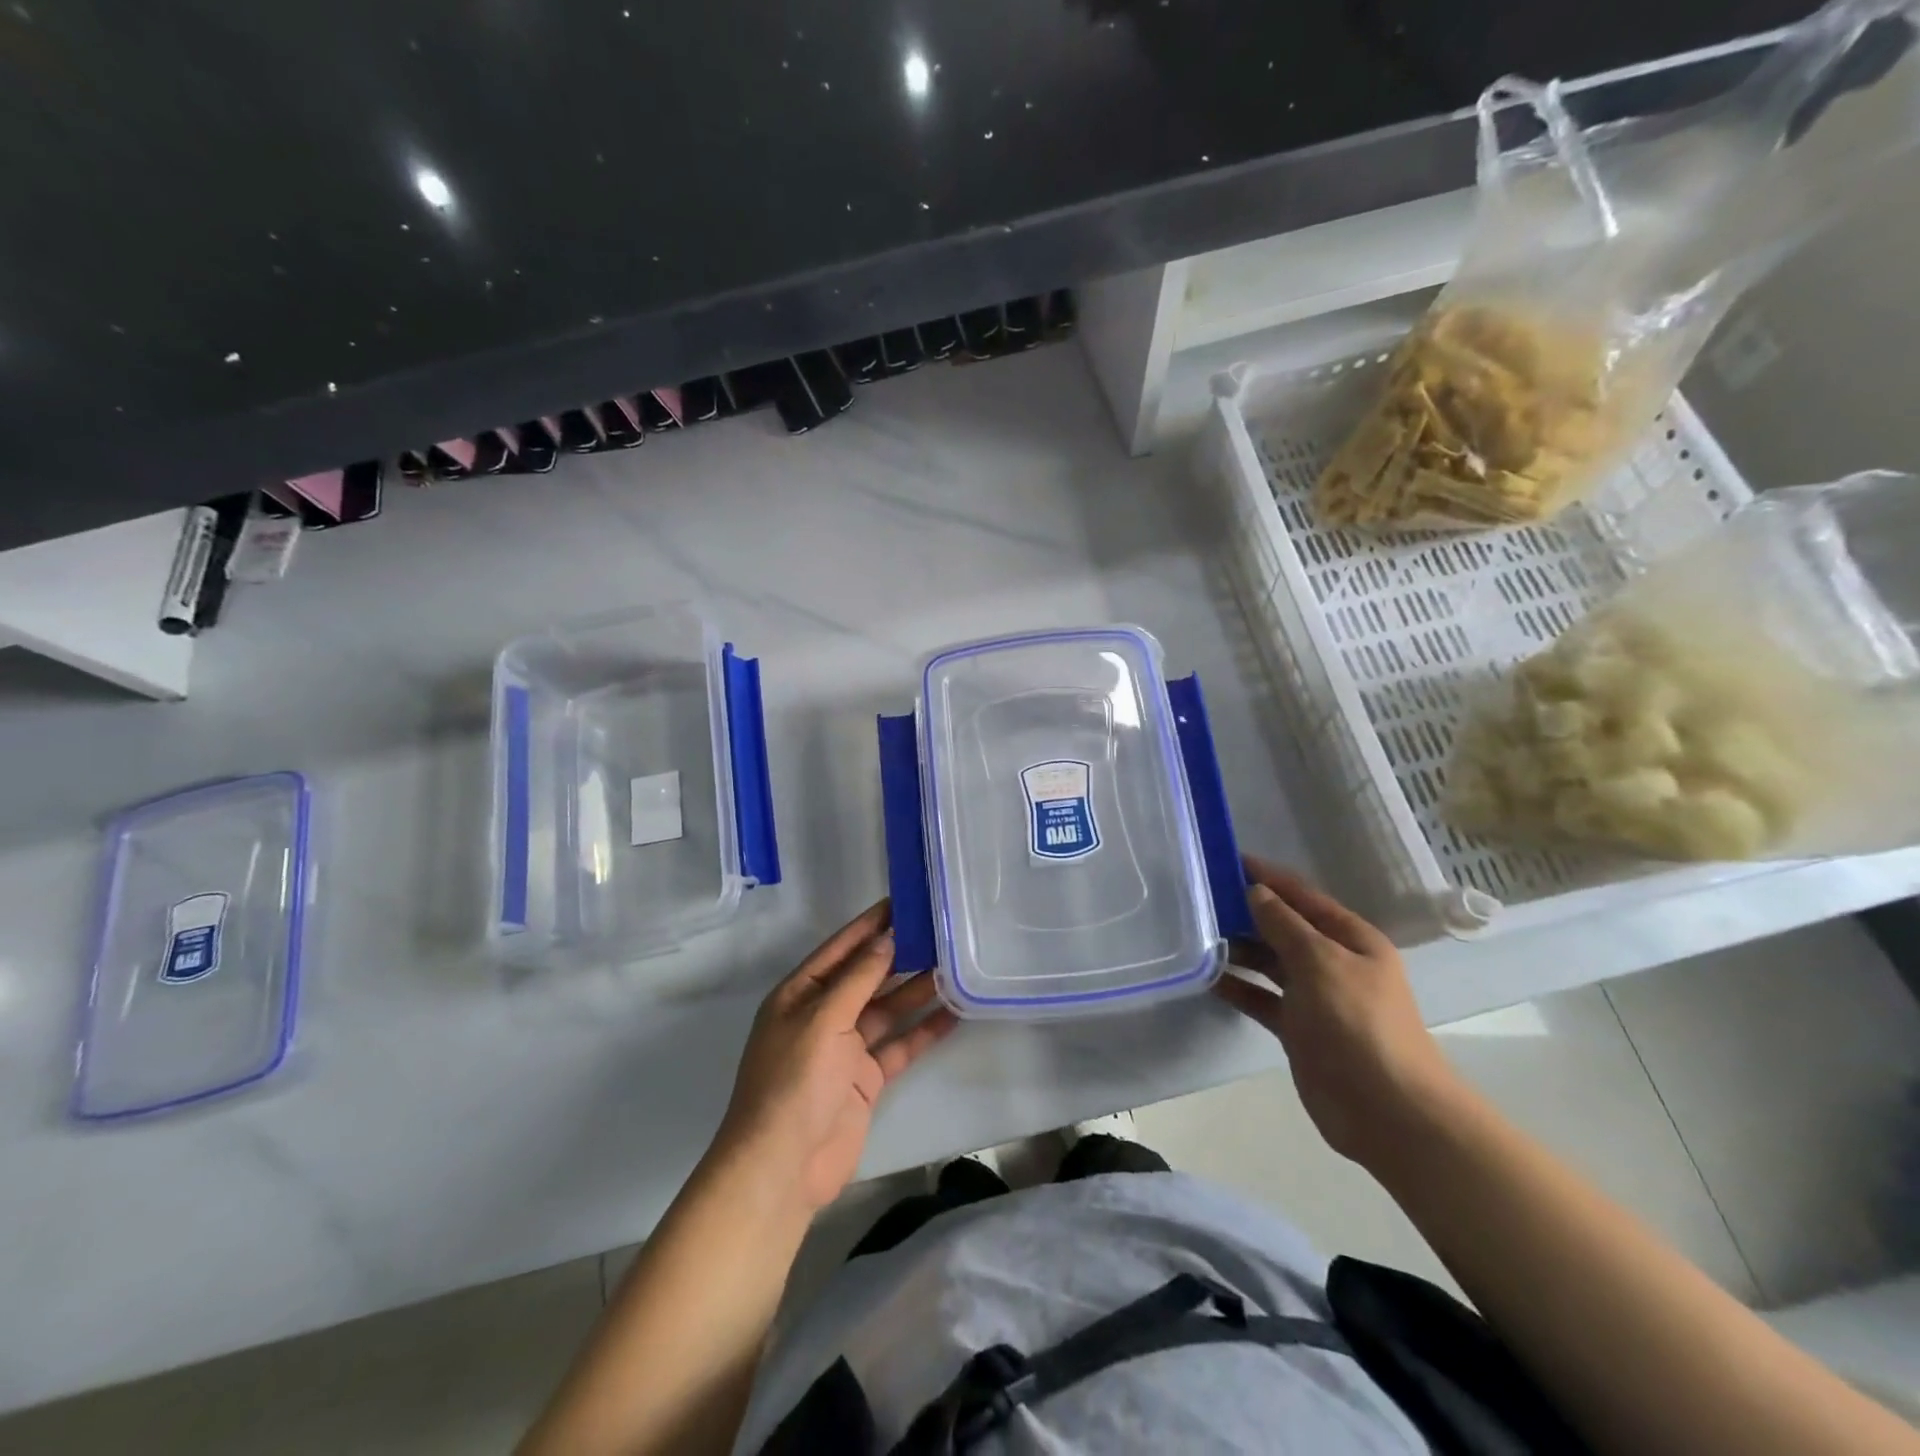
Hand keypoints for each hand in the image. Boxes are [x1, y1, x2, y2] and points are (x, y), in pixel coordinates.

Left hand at [715, 901, 957, 1212]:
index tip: (903, 901)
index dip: (870, 925)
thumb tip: (886, 939)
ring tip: (955, 965)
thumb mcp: (823, 1019)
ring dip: (917, 990)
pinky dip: (923, 1030)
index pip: (841, 949)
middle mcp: (823, 1015)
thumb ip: (858, 978)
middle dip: (899, 955)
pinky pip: (899, 1045)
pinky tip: (953, 1013)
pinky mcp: (865, 1078)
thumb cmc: (795, 1081)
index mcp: (800, 994)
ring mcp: (845, 1048)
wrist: (783, 1167)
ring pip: (888, 1009)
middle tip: (939, 930)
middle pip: (867, 976)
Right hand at [1213, 856, 1462, 1169]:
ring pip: (1269, 962)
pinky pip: (1261, 998)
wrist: (1387, 1111)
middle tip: (1199, 897)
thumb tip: (1256, 892)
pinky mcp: (1298, 1029)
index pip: (1303, 896)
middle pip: (1284, 927)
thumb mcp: (1320, 962)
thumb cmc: (1358, 1024)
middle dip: (1247, 911)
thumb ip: (1284, 925)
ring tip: (1196, 934)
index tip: (1227, 860)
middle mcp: (1333, 962)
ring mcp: (1315, 997)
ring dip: (1238, 948)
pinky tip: (1207, 977)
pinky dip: (1238, 986)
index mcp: (1351, 939)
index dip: (1268, 877)